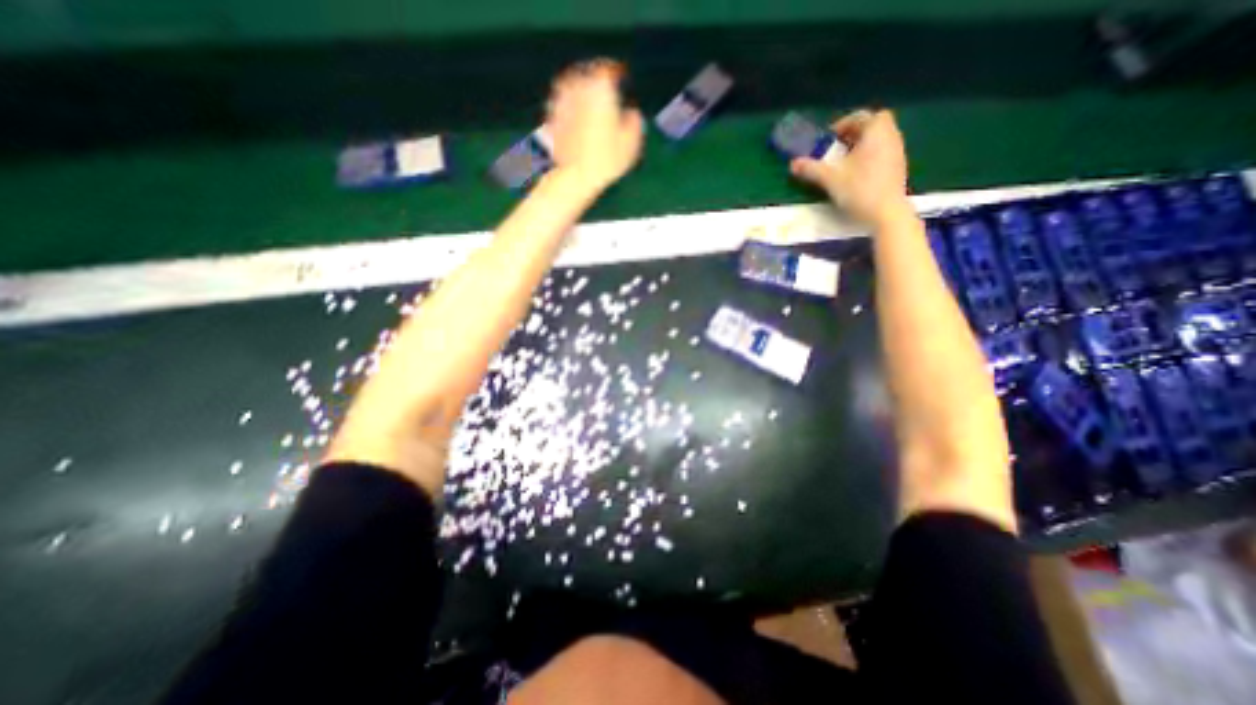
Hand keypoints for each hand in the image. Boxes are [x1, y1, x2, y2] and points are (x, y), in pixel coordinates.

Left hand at [547, 57, 646, 192]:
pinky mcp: (551, 118)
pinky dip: (570, 105)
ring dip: (581, 89)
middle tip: (605, 89)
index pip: (609, 68)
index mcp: (600, 87)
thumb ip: (634, 122)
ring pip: (572, 85)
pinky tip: (575, 117)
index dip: (617, 73)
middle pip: (587, 73)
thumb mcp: (631, 144)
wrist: (574, 177)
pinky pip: (562, 103)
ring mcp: (561, 101)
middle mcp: (578, 87)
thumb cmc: (606, 160)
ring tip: (589, 101)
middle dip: (596, 79)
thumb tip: (632, 115)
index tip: (622, 78)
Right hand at [789, 107, 909, 227]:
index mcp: (876, 131)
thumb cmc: (859, 189)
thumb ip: (811, 169)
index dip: (842, 124)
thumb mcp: (830, 179)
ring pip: (877, 140)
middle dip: (852, 134)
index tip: (828, 139)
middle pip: (872, 126)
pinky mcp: (897, 168)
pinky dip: (868, 157)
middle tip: (835, 149)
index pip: (860, 116)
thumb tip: (793, 163)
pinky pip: (881, 153)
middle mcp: (891, 136)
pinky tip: (855, 174)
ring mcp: (897, 152)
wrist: (886, 213)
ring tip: (843, 163)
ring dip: (860, 146)